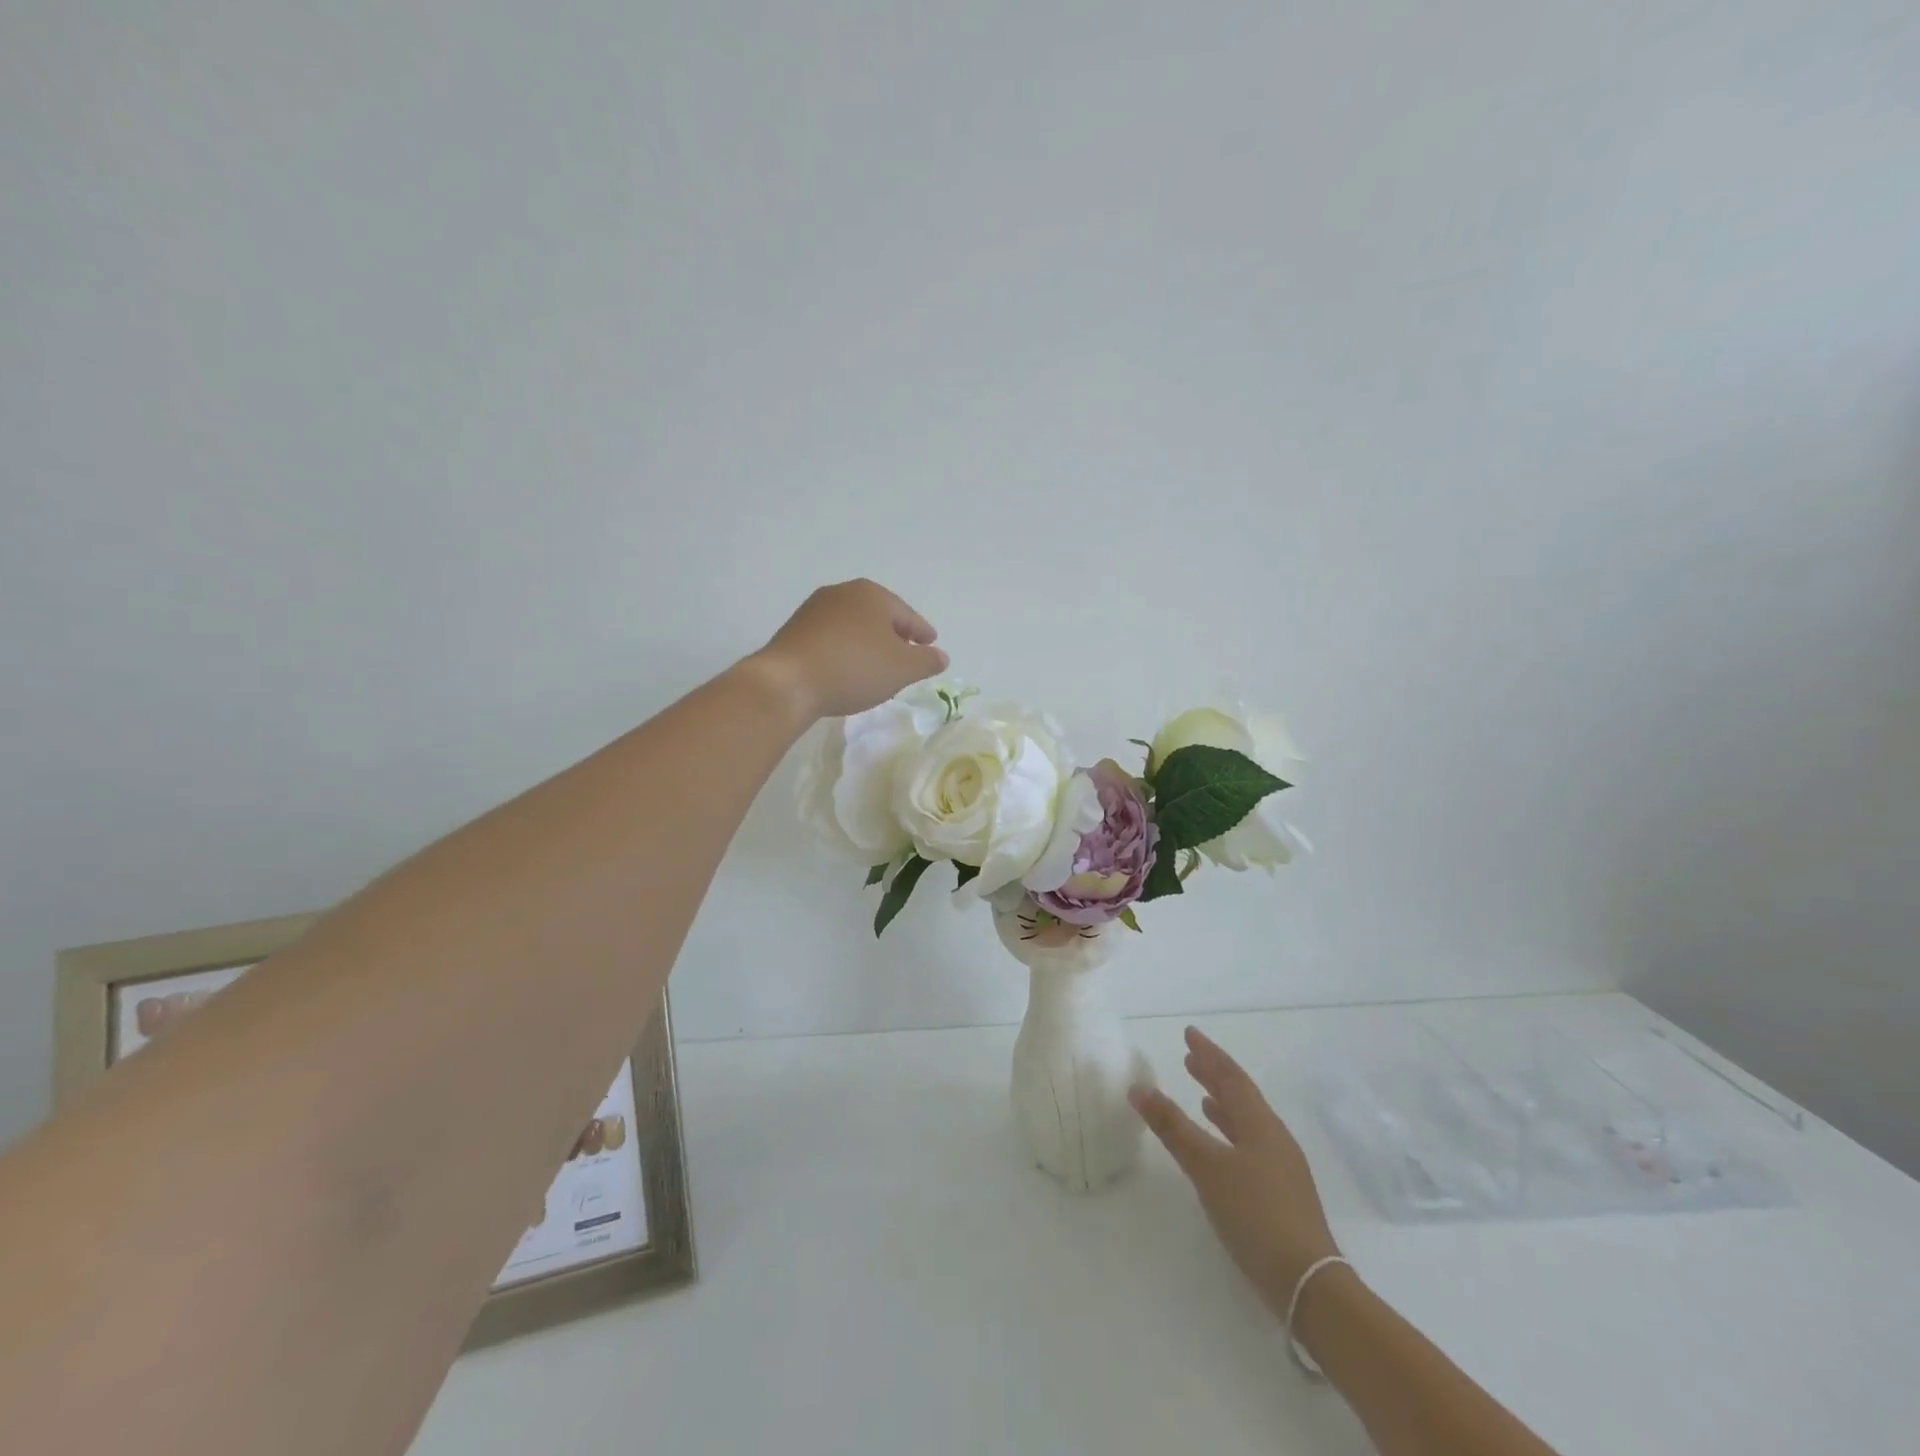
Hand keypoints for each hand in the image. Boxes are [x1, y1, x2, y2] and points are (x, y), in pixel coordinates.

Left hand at [749, 579, 948, 721]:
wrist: (788, 682)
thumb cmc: (854, 668)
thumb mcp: (902, 669)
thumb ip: (926, 661)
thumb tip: (941, 655)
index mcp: (872, 595)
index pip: (907, 615)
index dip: (922, 632)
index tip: (931, 645)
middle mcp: (842, 593)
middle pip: (878, 616)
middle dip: (894, 635)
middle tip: (906, 656)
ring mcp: (814, 609)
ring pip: (853, 626)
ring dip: (867, 644)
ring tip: (876, 666)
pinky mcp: (794, 630)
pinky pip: (831, 638)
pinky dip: (845, 651)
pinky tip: (846, 670)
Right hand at [1132, 1026, 1340, 1312]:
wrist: (1308, 1284)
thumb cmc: (1255, 1214)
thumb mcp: (1206, 1167)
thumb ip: (1172, 1127)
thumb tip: (1138, 1087)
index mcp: (1260, 1124)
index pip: (1231, 1077)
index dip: (1209, 1054)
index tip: (1190, 1034)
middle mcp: (1274, 1138)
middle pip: (1241, 1096)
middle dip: (1215, 1076)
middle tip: (1190, 1059)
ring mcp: (1281, 1167)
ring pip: (1247, 1122)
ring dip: (1222, 1105)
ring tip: (1202, 1096)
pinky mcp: (1281, 1195)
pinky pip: (1250, 1146)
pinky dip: (1230, 1135)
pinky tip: (1220, 1147)